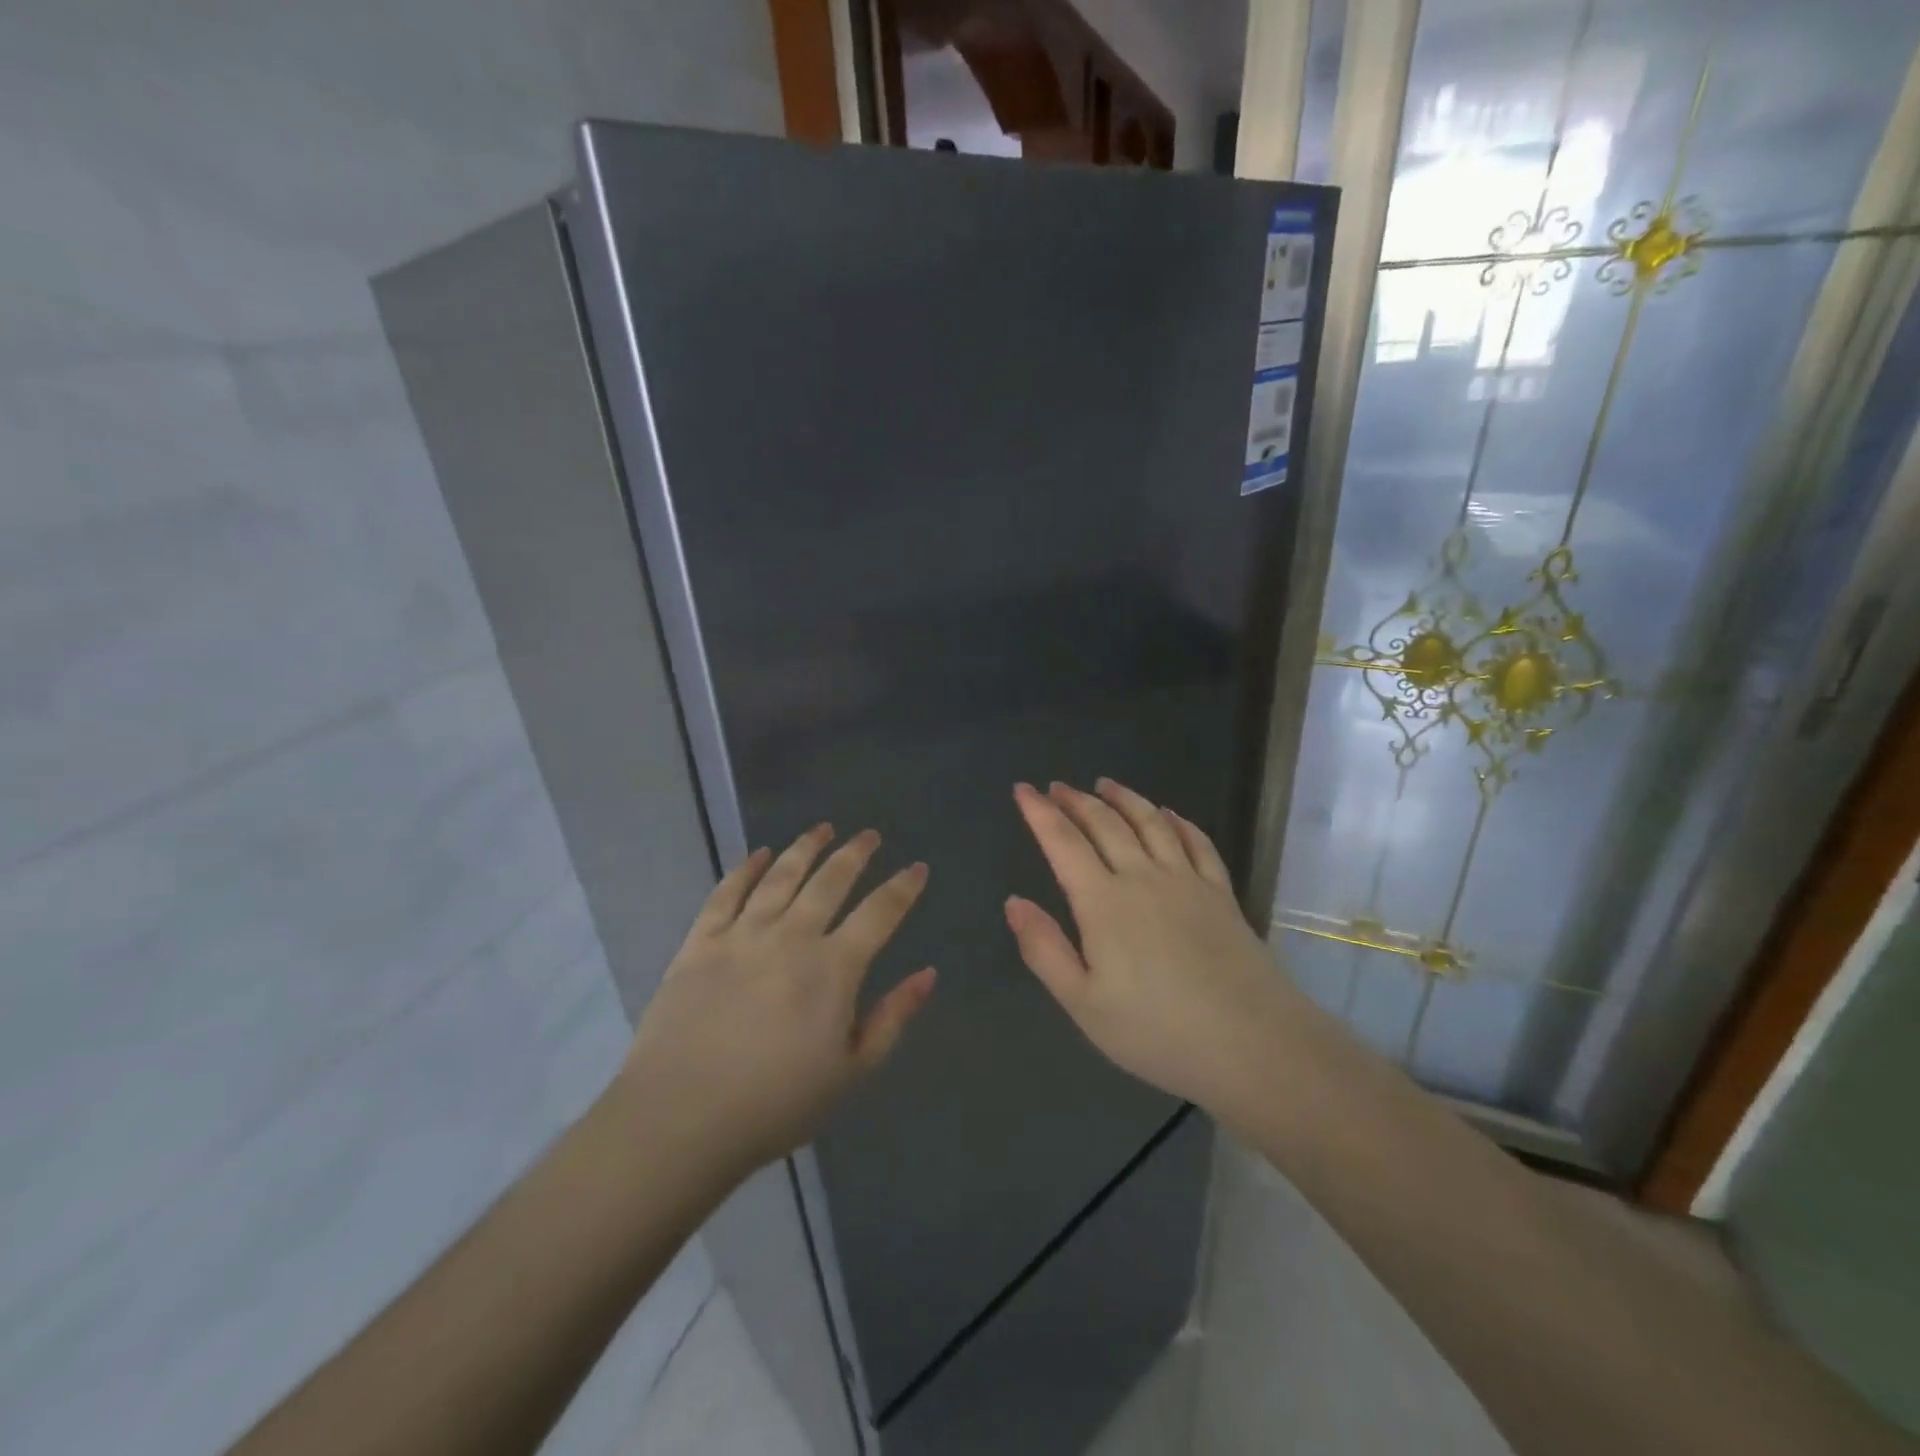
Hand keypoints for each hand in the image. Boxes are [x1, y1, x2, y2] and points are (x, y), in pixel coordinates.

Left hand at [615, 825, 935, 1179]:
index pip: (880, 913)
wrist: (681, 1118)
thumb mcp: (852, 1072)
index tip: (917, 867)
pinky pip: (727, 892)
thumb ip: (893, 1018)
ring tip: (822, 828)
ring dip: (805, 848)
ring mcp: (742, 934)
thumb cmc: (776, 1103)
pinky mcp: (700, 942)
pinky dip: (746, 868)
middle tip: (869, 835)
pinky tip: (760, 854)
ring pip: (781, 876)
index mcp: (833, 968)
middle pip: (830, 881)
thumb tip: (928, 973)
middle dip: (855, 853)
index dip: (903, 887)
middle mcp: (792, 936)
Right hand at [1005, 779, 1295, 1112]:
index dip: (1040, 813)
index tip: (1023, 789)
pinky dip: (1178, 822)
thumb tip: (1013, 902)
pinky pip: (1197, 843)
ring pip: (1150, 823)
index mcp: (1104, 902)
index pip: (1063, 843)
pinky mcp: (1221, 893)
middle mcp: (1143, 877)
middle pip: (1105, 824)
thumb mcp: (1083, 1003)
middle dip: (1076, 801)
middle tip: (1057, 786)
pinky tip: (1169, 814)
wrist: (1252, 1044)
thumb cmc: (1157, 1031)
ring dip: (1124, 798)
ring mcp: (1187, 881)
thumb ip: (1044, 949)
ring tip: (1105, 784)